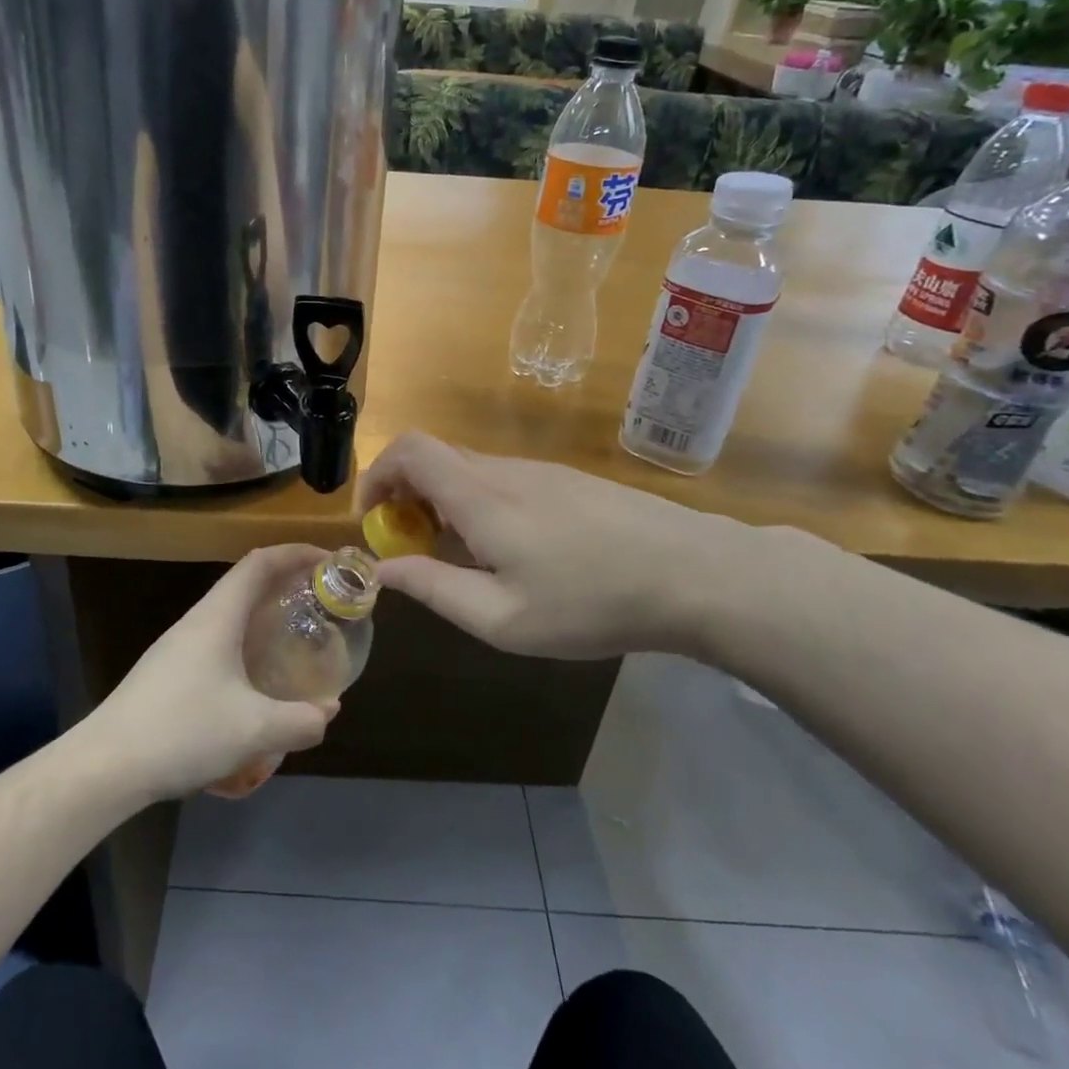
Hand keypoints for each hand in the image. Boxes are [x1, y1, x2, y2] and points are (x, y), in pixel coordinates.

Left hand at [83, 546, 339, 801]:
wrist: (104, 767)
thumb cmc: (183, 731)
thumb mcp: (254, 730)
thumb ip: (300, 721)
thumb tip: (328, 711)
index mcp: (217, 616)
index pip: (260, 562)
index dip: (297, 553)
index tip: (330, 562)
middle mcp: (197, 621)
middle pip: (245, 583)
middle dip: (285, 584)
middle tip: (321, 603)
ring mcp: (176, 646)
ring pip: (229, 615)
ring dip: (263, 616)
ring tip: (294, 639)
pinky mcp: (166, 672)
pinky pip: (216, 641)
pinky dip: (245, 644)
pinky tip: (254, 681)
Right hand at [358, 432, 786, 660]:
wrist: (694, 572)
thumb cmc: (591, 602)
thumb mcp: (502, 617)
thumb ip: (434, 588)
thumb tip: (382, 570)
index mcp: (480, 496)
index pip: (408, 450)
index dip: (376, 476)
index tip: (374, 522)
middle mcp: (504, 470)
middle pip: (433, 457)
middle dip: (405, 495)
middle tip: (413, 548)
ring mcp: (541, 471)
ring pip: (469, 469)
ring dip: (442, 502)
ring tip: (461, 557)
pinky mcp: (568, 480)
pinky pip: (502, 478)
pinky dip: (478, 502)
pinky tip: (512, 550)